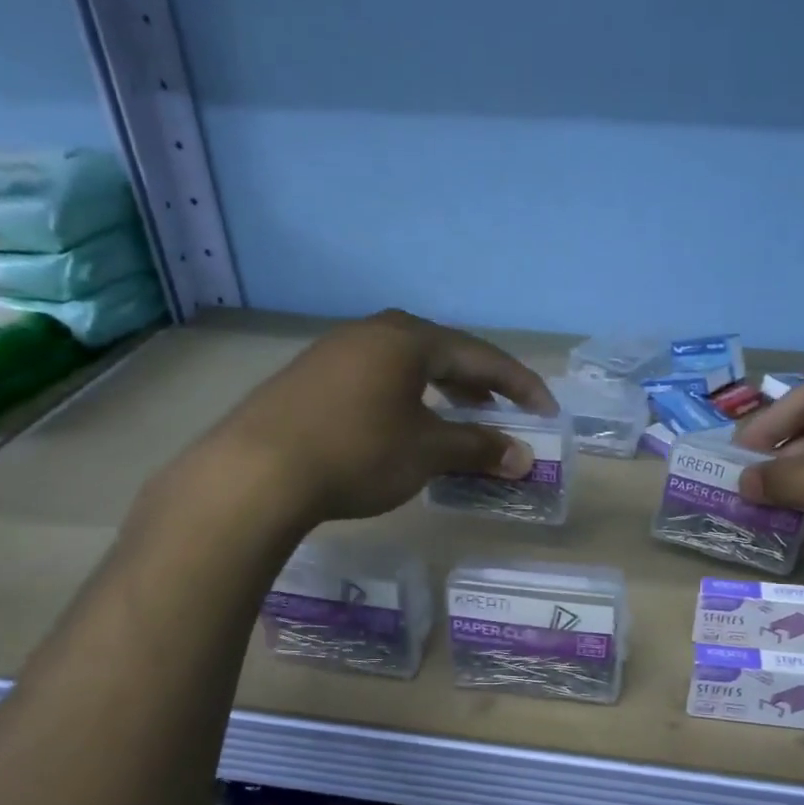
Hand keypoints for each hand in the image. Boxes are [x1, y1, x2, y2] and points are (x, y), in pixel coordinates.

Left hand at [174, 310, 555, 524]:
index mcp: (409, 340)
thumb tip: (523, 457)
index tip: (546, 412)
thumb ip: (478, 449)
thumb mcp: (427, 452)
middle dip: (479, 387)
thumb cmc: (358, 453)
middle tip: (502, 415)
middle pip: (443, 354)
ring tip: (456, 423)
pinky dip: (406, 401)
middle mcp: (373, 333)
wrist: (256, 472)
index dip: (520, 385)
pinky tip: (402, 429)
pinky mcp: (310, 378)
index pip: (481, 357)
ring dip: (441, 395)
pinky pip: (376, 380)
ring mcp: (336, 352)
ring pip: (407, 367)